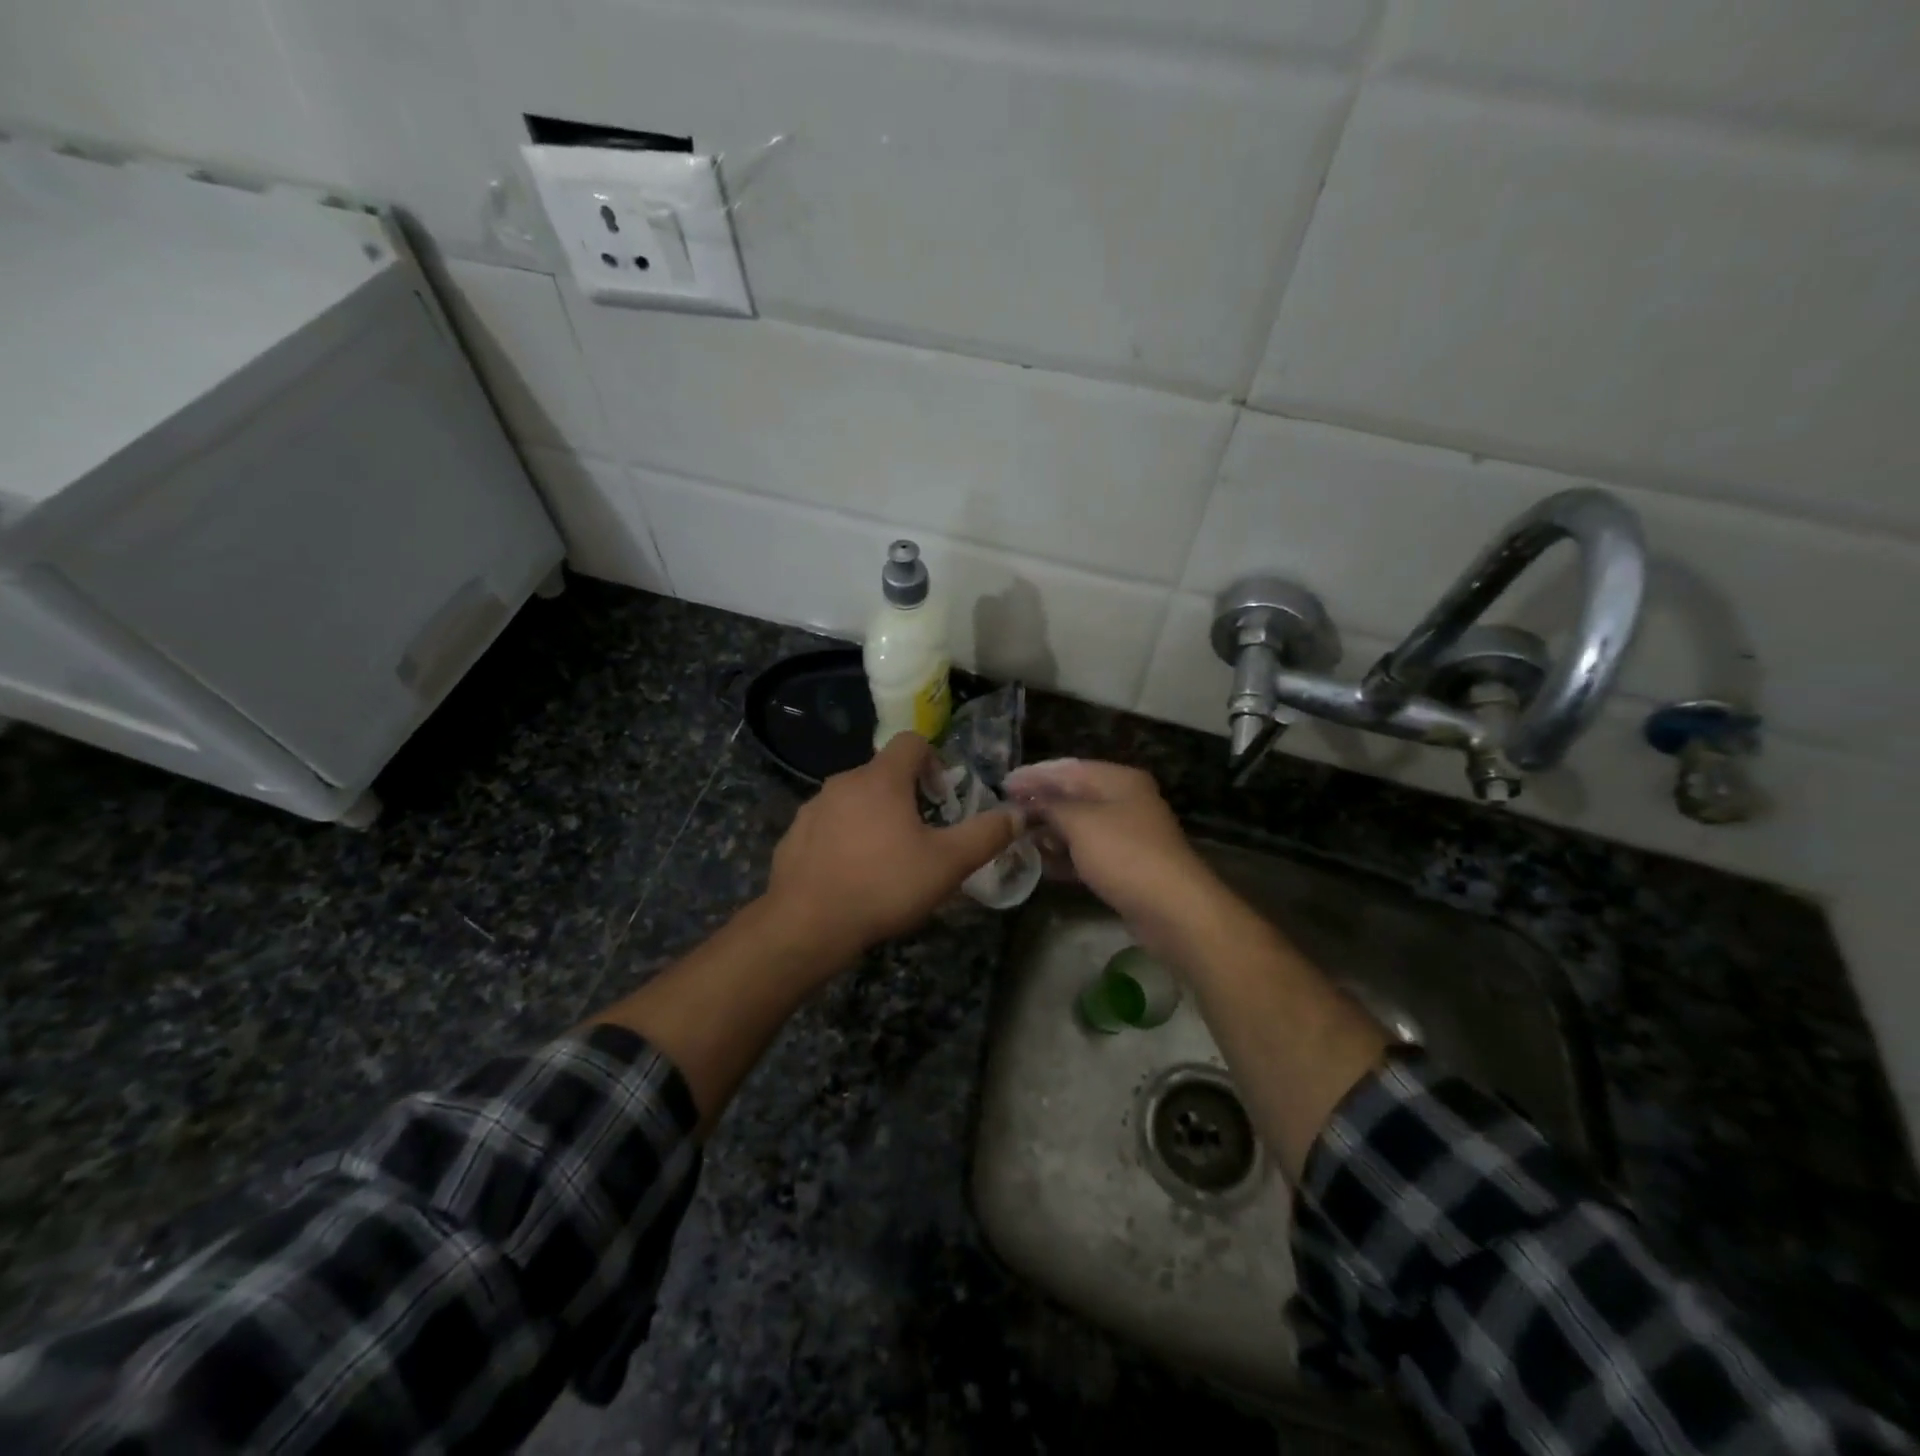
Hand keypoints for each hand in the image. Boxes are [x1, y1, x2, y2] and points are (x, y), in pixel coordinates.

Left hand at [763, 732, 1019, 963]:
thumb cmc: (884, 885)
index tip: (942, 797)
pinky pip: (828, 825)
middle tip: (921, 835)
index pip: (911, 742)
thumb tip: (1018, 815)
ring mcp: (813, 808)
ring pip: (854, 800)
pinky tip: (852, 875)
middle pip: (883, 773)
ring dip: (874, 817)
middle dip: (906, 796)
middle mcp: (843, 782)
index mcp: (881, 779)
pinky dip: (844, 838)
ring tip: (886, 859)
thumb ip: (986, 835)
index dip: (934, 760)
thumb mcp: (948, 864)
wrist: (807, 925)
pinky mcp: (793, 835)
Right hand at [1002, 759, 1225, 957]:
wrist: (1172, 908)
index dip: (1035, 776)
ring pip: (1080, 826)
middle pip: (1074, 796)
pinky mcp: (1125, 865)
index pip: (1069, 769)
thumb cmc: (1124, 854)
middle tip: (1005, 813)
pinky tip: (1040, 864)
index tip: (1003, 785)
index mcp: (1119, 780)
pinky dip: (1065, 855)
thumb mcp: (1080, 823)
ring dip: (1050, 831)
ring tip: (1016, 838)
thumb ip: (1050, 806)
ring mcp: (1127, 835)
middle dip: (1040, 804)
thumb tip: (1027, 800)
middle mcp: (1125, 801)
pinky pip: (1087, 853)